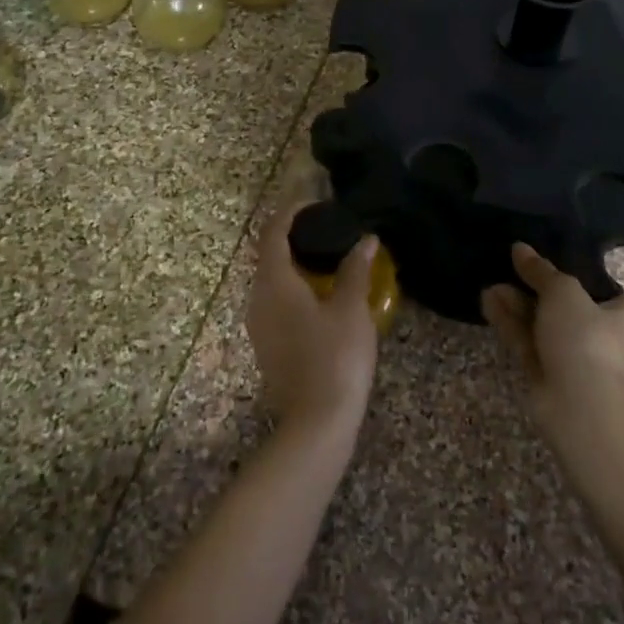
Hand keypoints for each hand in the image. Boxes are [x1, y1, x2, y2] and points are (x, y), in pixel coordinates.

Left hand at [245, 202, 379, 438]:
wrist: (317, 421)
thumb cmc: (335, 357)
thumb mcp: (351, 309)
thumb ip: (355, 270)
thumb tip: (366, 240)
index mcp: (274, 283)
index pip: (272, 234)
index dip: (289, 213)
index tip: (313, 202)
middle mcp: (257, 299)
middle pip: (269, 256)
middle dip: (293, 237)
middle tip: (326, 229)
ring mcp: (258, 326)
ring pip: (272, 282)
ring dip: (295, 264)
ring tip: (328, 258)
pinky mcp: (267, 346)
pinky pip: (276, 303)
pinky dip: (295, 288)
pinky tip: (322, 295)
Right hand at [482, 243, 623, 437]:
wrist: (579, 404)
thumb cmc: (586, 337)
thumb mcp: (563, 291)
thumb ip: (540, 270)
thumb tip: (520, 248)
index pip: (598, 288)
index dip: (570, 273)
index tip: (541, 260)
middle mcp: (603, 337)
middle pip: (564, 306)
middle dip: (533, 288)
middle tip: (508, 270)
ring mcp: (574, 358)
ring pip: (541, 325)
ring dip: (517, 305)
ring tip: (490, 285)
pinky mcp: (548, 375)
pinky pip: (528, 342)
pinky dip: (510, 323)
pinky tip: (487, 301)